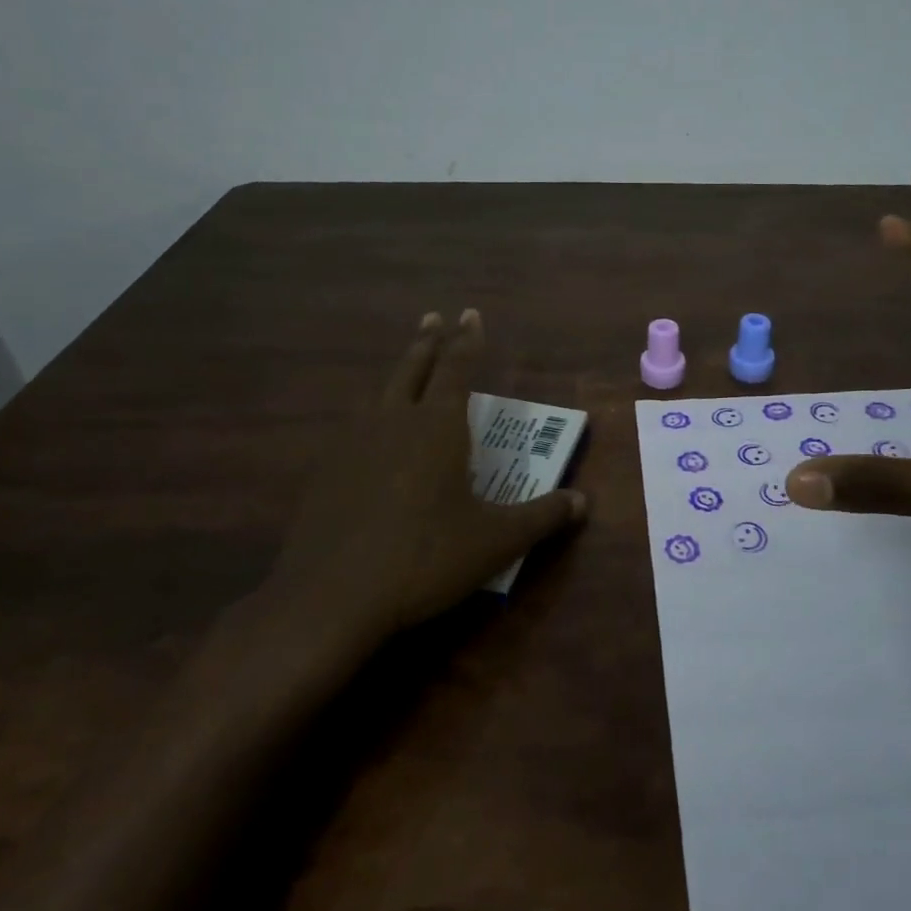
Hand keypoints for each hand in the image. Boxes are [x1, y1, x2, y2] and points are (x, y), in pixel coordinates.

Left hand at [266, 310, 586, 645]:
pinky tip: (370, 434)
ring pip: (380, 393)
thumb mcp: (496, 542)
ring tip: (405, 366)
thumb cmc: (426, 558)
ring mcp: (354, 444)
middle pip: (413, 369)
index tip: (471, 313)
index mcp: (438, 426)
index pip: (457, 368)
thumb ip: (542, 517)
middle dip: (428, 341)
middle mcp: (395, 422)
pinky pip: (355, 426)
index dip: (467, 340)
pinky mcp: (327, 471)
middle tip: (434, 317)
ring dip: (398, 372)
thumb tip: (582, 502)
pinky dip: (371, 414)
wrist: (331, 597)